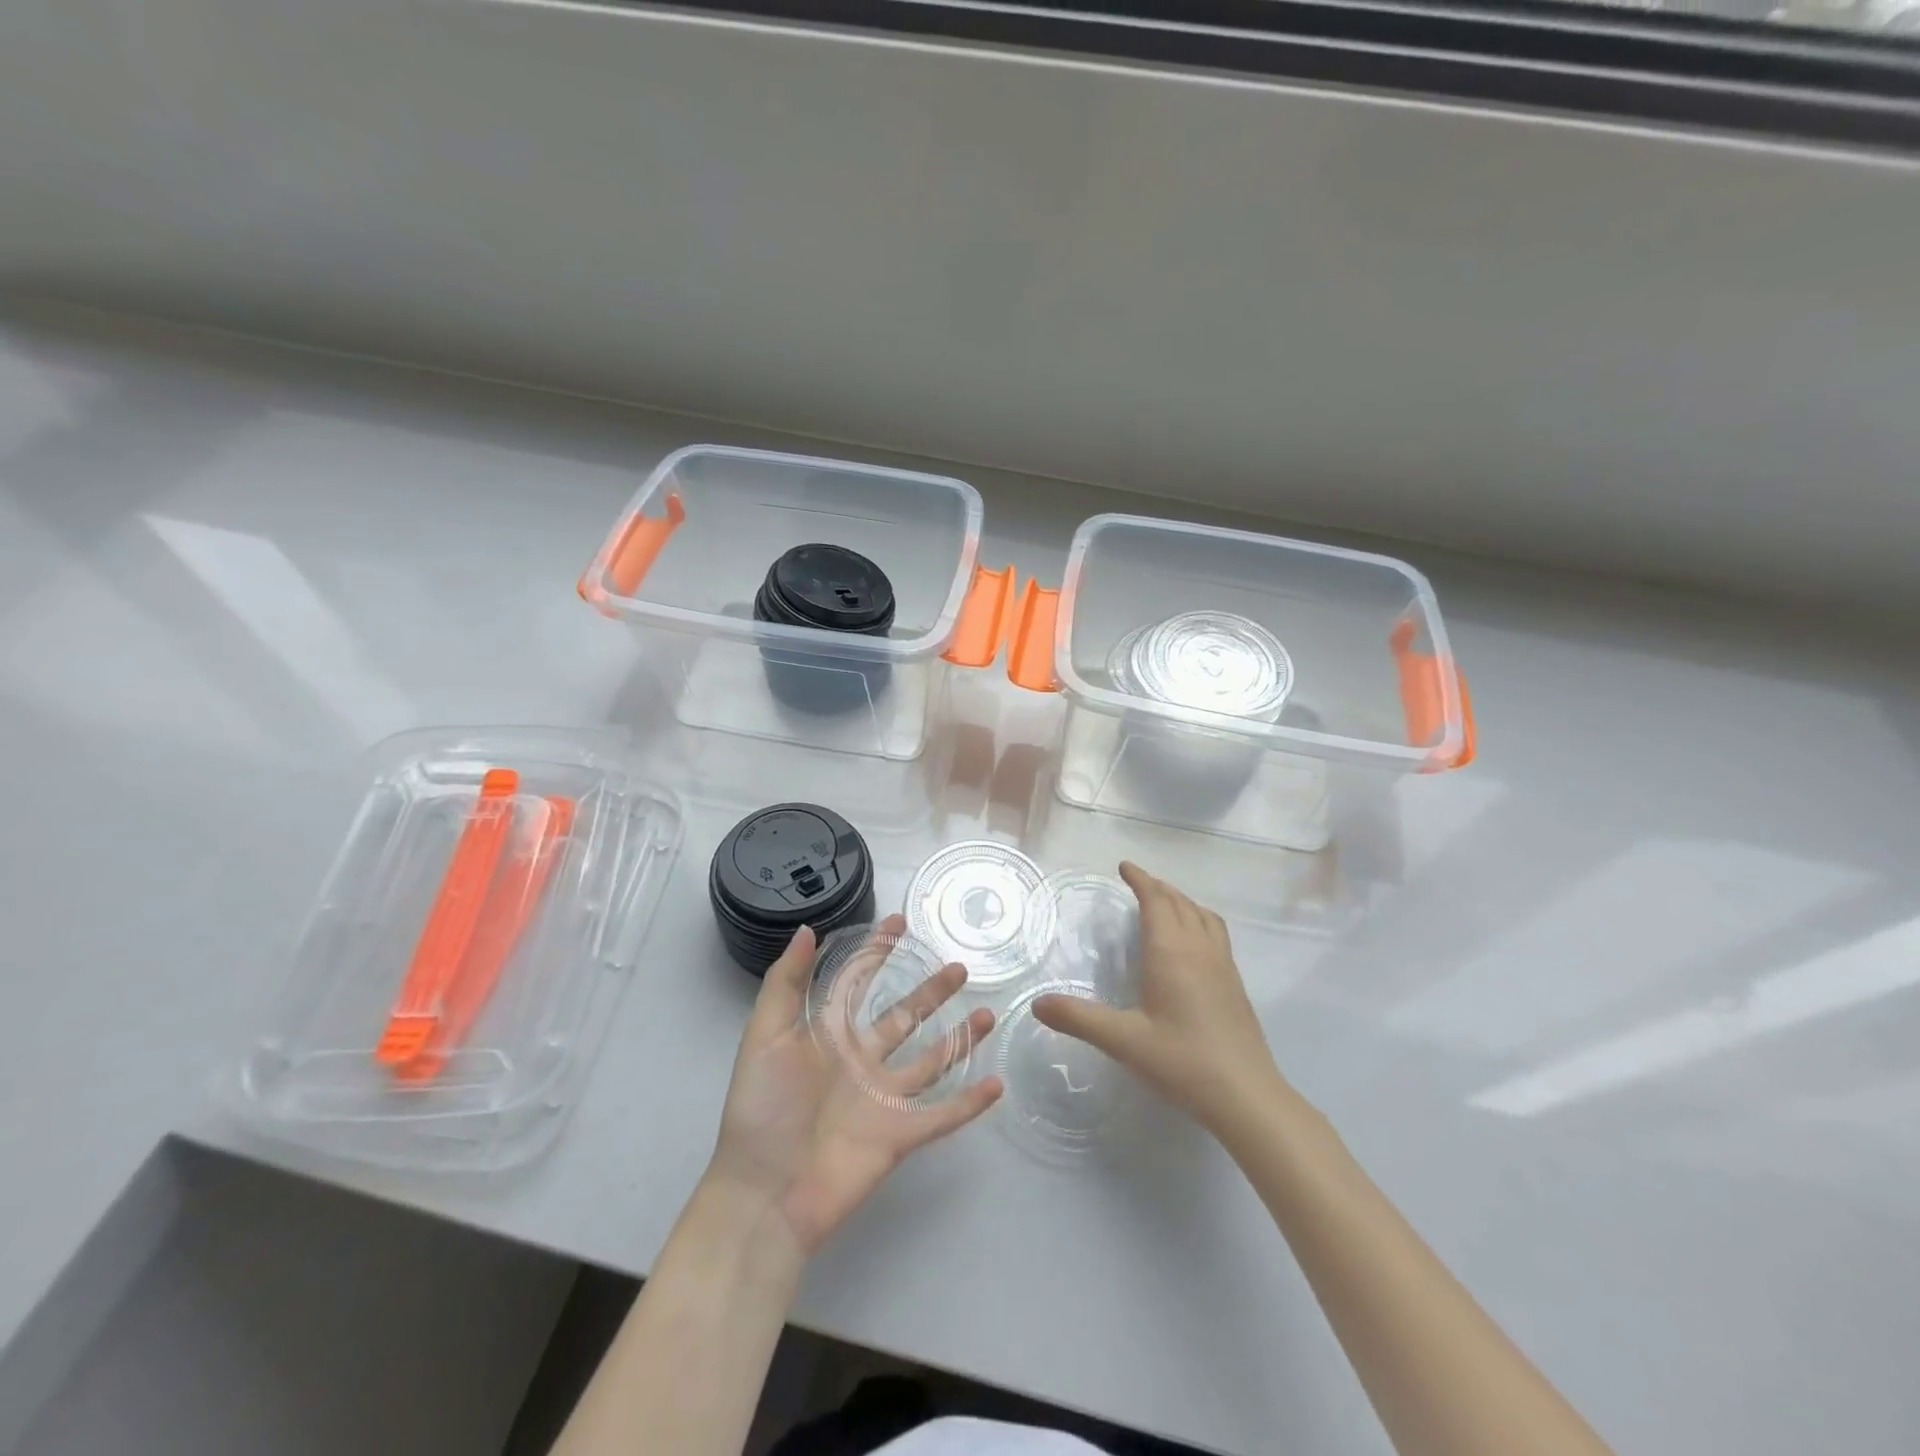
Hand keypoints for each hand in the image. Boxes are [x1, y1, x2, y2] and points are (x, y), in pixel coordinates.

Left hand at [707, 915, 1002, 1256]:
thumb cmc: (761, 1110)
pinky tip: (996, 1083)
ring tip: (988, 1013)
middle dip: (931, 992)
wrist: (764, 1195)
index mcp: (829, 1035)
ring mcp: (883, 1098)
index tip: (900, 922)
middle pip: (905, 1016)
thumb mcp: (764, 1036)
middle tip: (959, 967)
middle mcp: (861, 1061)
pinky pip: (942, 1115)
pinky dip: (969, 1102)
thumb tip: (807, 929)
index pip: (859, 981)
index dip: (877, 951)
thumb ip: (785, 983)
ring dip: (960, 1038)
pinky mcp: (899, 1135)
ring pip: (932, 1060)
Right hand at [1033, 862, 1282, 1132]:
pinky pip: (1216, 934)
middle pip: (1180, 903)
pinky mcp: (1235, 984)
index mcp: (1172, 952)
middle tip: (1138, 882)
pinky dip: (1199, 920)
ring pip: (1203, 916)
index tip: (1124, 867)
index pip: (1156, 901)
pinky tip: (1192, 943)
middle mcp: (1199, 949)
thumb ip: (1079, 1019)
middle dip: (1158, 887)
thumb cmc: (1183, 1062)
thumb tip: (1037, 1004)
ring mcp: (1223, 965)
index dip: (1140, 880)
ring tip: (1166, 903)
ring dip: (1182, 901)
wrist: (1247, 1096)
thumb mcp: (1124, 1041)